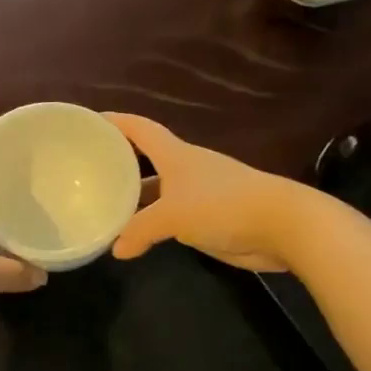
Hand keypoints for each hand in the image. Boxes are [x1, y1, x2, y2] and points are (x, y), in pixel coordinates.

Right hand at [106, 114, 296, 272]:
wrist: (283, 225)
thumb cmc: (223, 205)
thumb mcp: (173, 216)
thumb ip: (140, 230)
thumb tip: (117, 249)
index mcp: (175, 155)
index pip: (139, 129)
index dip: (115, 122)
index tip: (89, 121)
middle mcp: (184, 168)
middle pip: (145, 159)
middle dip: (119, 162)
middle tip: (87, 171)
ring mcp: (198, 193)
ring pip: (157, 190)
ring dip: (134, 197)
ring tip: (103, 207)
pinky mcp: (208, 217)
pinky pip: (170, 216)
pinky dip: (152, 222)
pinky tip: (135, 236)